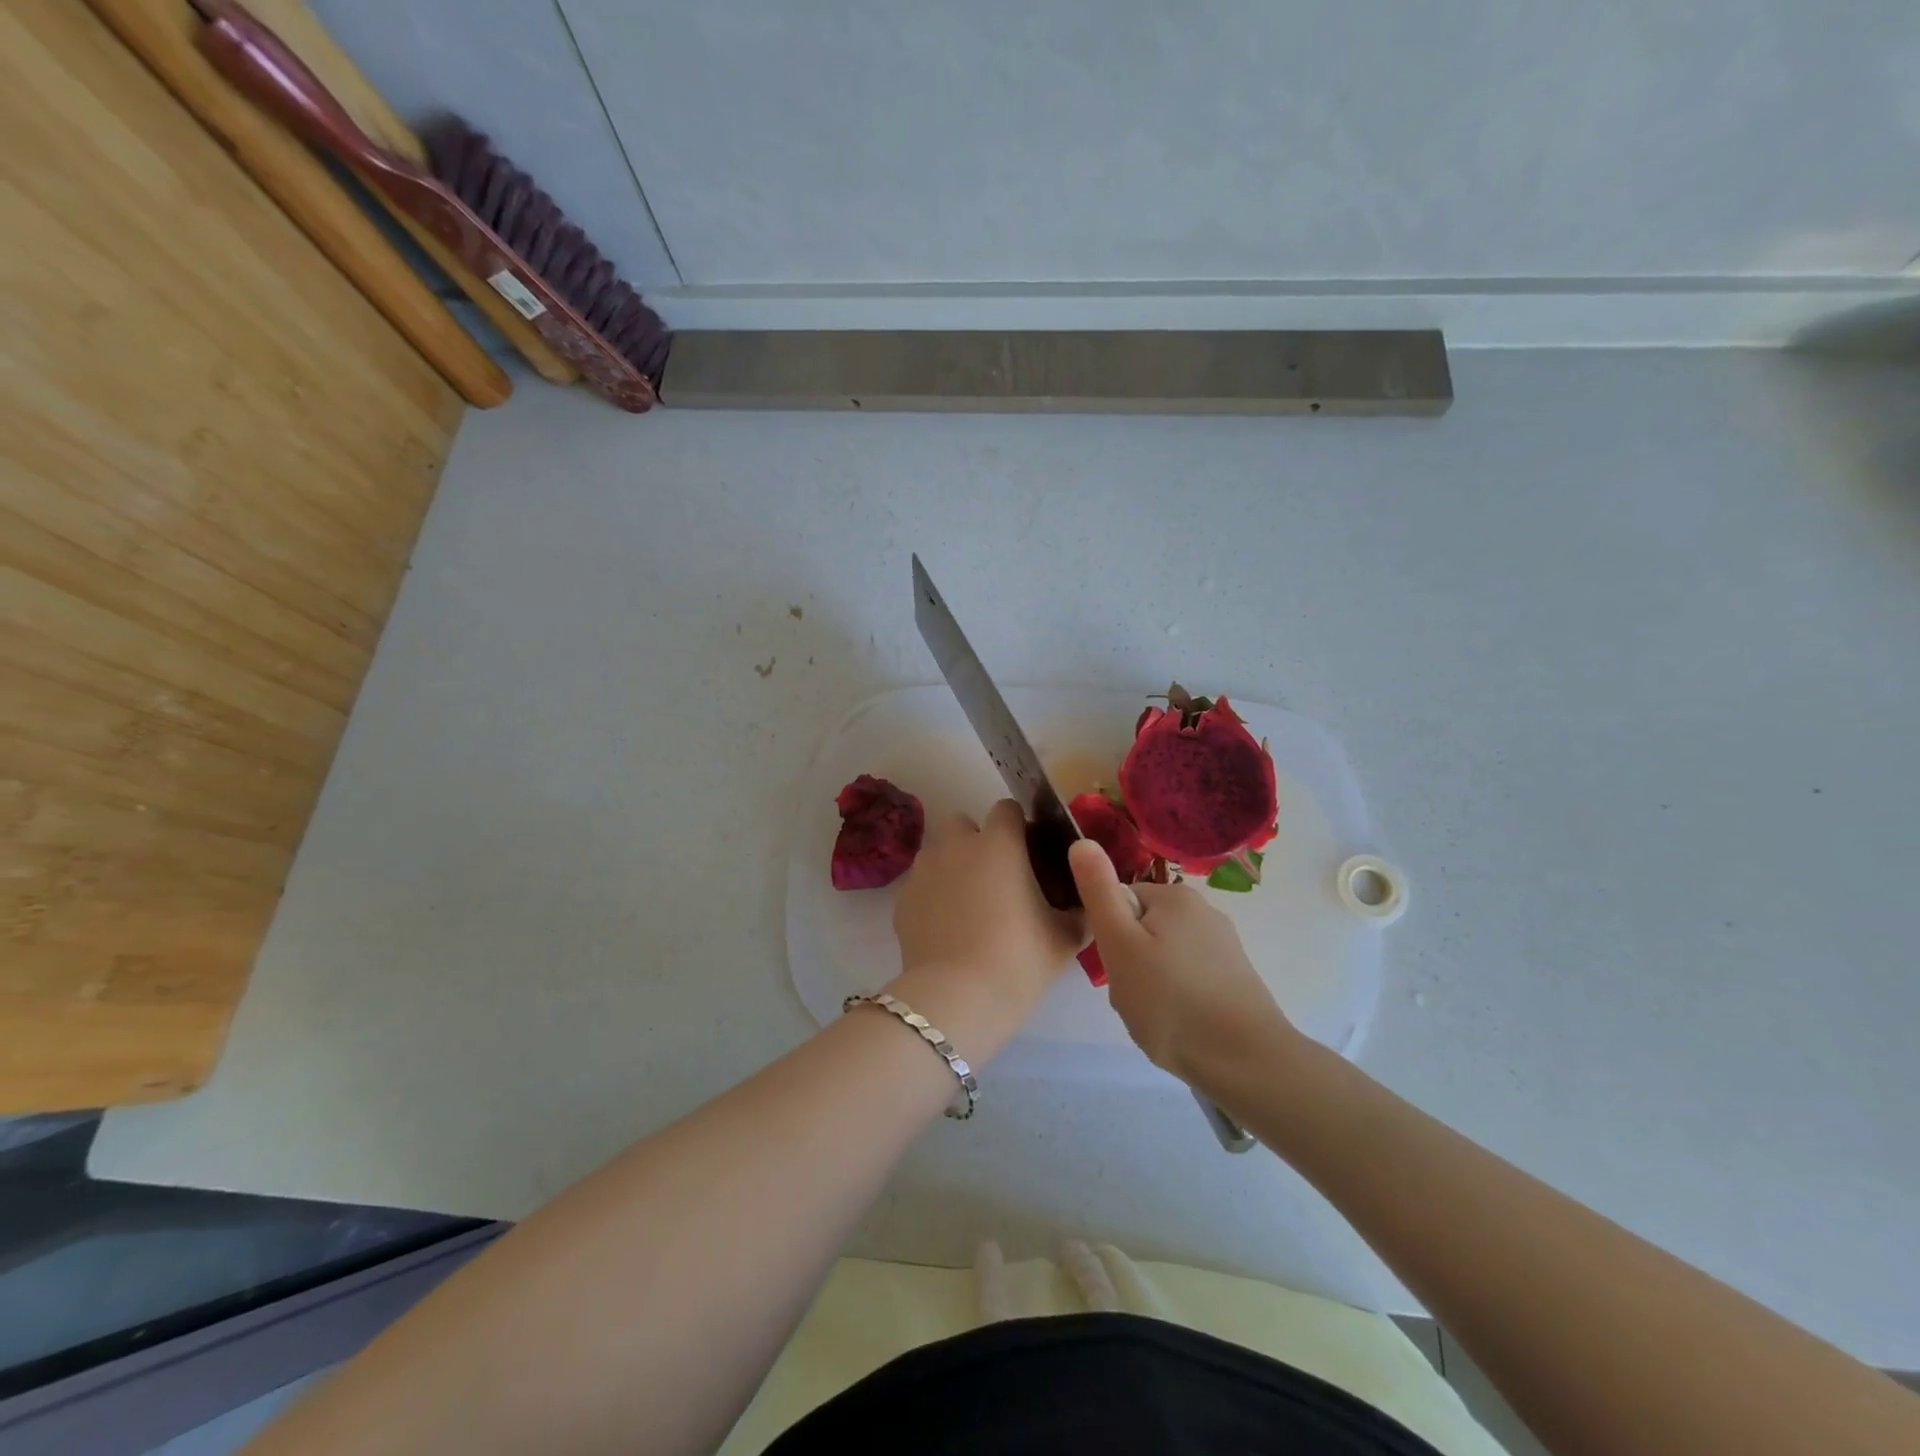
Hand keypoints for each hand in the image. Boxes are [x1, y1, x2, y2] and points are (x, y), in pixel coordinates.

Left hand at [892, 800, 1082, 1006]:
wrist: (957, 999)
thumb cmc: (1018, 960)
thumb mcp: (1066, 938)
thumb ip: (1080, 910)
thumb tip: (1086, 903)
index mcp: (998, 844)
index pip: (1008, 809)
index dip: (1020, 827)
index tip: (1031, 855)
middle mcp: (957, 846)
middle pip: (965, 824)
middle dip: (979, 842)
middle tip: (999, 880)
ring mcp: (924, 871)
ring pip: (939, 853)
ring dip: (953, 867)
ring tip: (969, 907)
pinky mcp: (902, 899)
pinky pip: (922, 885)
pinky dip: (933, 897)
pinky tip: (947, 930)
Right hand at [1068, 839, 1300, 1089]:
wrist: (1247, 1062)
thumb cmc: (1172, 1000)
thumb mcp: (1120, 944)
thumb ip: (1098, 891)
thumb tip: (1082, 841)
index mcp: (1175, 896)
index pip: (1120, 903)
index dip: (1109, 938)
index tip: (1117, 969)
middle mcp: (1203, 911)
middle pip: (1141, 930)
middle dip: (1129, 963)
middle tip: (1133, 997)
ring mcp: (1223, 946)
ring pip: (1161, 958)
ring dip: (1149, 985)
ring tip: (1156, 1017)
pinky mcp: (1234, 978)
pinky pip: (1186, 978)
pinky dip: (1175, 999)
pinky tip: (1179, 1025)